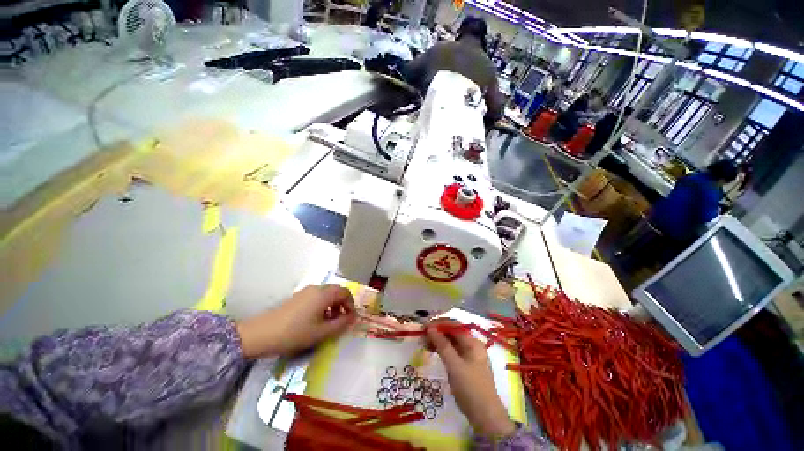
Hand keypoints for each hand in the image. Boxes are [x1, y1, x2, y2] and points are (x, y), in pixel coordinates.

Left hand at [235, 285, 355, 358]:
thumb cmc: (294, 333)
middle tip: (342, 320)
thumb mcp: (321, 332)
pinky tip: (317, 320)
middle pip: (337, 291)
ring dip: (333, 305)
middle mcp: (317, 288)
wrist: (260, 334)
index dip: (351, 305)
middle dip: (343, 304)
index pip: (345, 293)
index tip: (351, 319)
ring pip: (327, 294)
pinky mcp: (298, 297)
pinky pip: (317, 297)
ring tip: (330, 322)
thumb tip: (353, 318)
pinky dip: (323, 305)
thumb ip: (340, 324)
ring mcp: (306, 292)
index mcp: (324, 294)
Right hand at [425, 319, 515, 437]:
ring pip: (451, 342)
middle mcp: (472, 346)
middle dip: (437, 332)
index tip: (424, 326)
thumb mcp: (455, 366)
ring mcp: (469, 356)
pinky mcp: (466, 366)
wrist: (485, 417)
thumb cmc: (471, 388)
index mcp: (473, 342)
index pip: (454, 325)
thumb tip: (430, 328)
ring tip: (424, 344)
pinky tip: (433, 352)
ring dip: (438, 341)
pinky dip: (442, 350)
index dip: (439, 323)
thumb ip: (442, 345)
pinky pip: (452, 352)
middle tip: (422, 336)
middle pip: (452, 333)